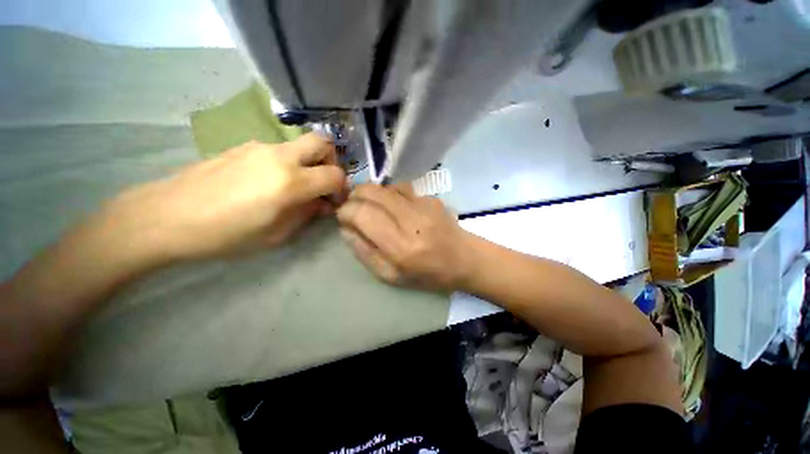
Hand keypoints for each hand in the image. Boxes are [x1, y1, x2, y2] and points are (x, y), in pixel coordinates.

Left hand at [101, 134, 345, 262]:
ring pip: (300, 144)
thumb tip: (322, 203)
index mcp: (291, 182)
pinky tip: (269, 182)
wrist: (166, 216)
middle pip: (322, 142)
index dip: (342, 188)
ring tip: (295, 186)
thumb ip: (306, 214)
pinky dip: (287, 162)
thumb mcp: (276, 234)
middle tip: (323, 181)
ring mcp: (259, 147)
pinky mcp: (243, 146)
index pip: (335, 175)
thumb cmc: (225, 235)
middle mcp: (280, 157)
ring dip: (308, 162)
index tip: (336, 200)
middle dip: (331, 161)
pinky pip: (278, 149)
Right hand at [336, 183, 473, 291]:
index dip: (346, 211)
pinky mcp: (431, 197)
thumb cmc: (427, 274)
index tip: (344, 217)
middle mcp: (411, 220)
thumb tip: (345, 228)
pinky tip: (394, 207)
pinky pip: (401, 188)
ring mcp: (423, 205)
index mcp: (400, 247)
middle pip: (371, 192)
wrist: (464, 259)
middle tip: (354, 208)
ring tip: (372, 207)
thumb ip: (364, 252)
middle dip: (354, 196)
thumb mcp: (390, 275)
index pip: (362, 214)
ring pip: (384, 187)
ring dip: (371, 194)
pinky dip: (389, 194)